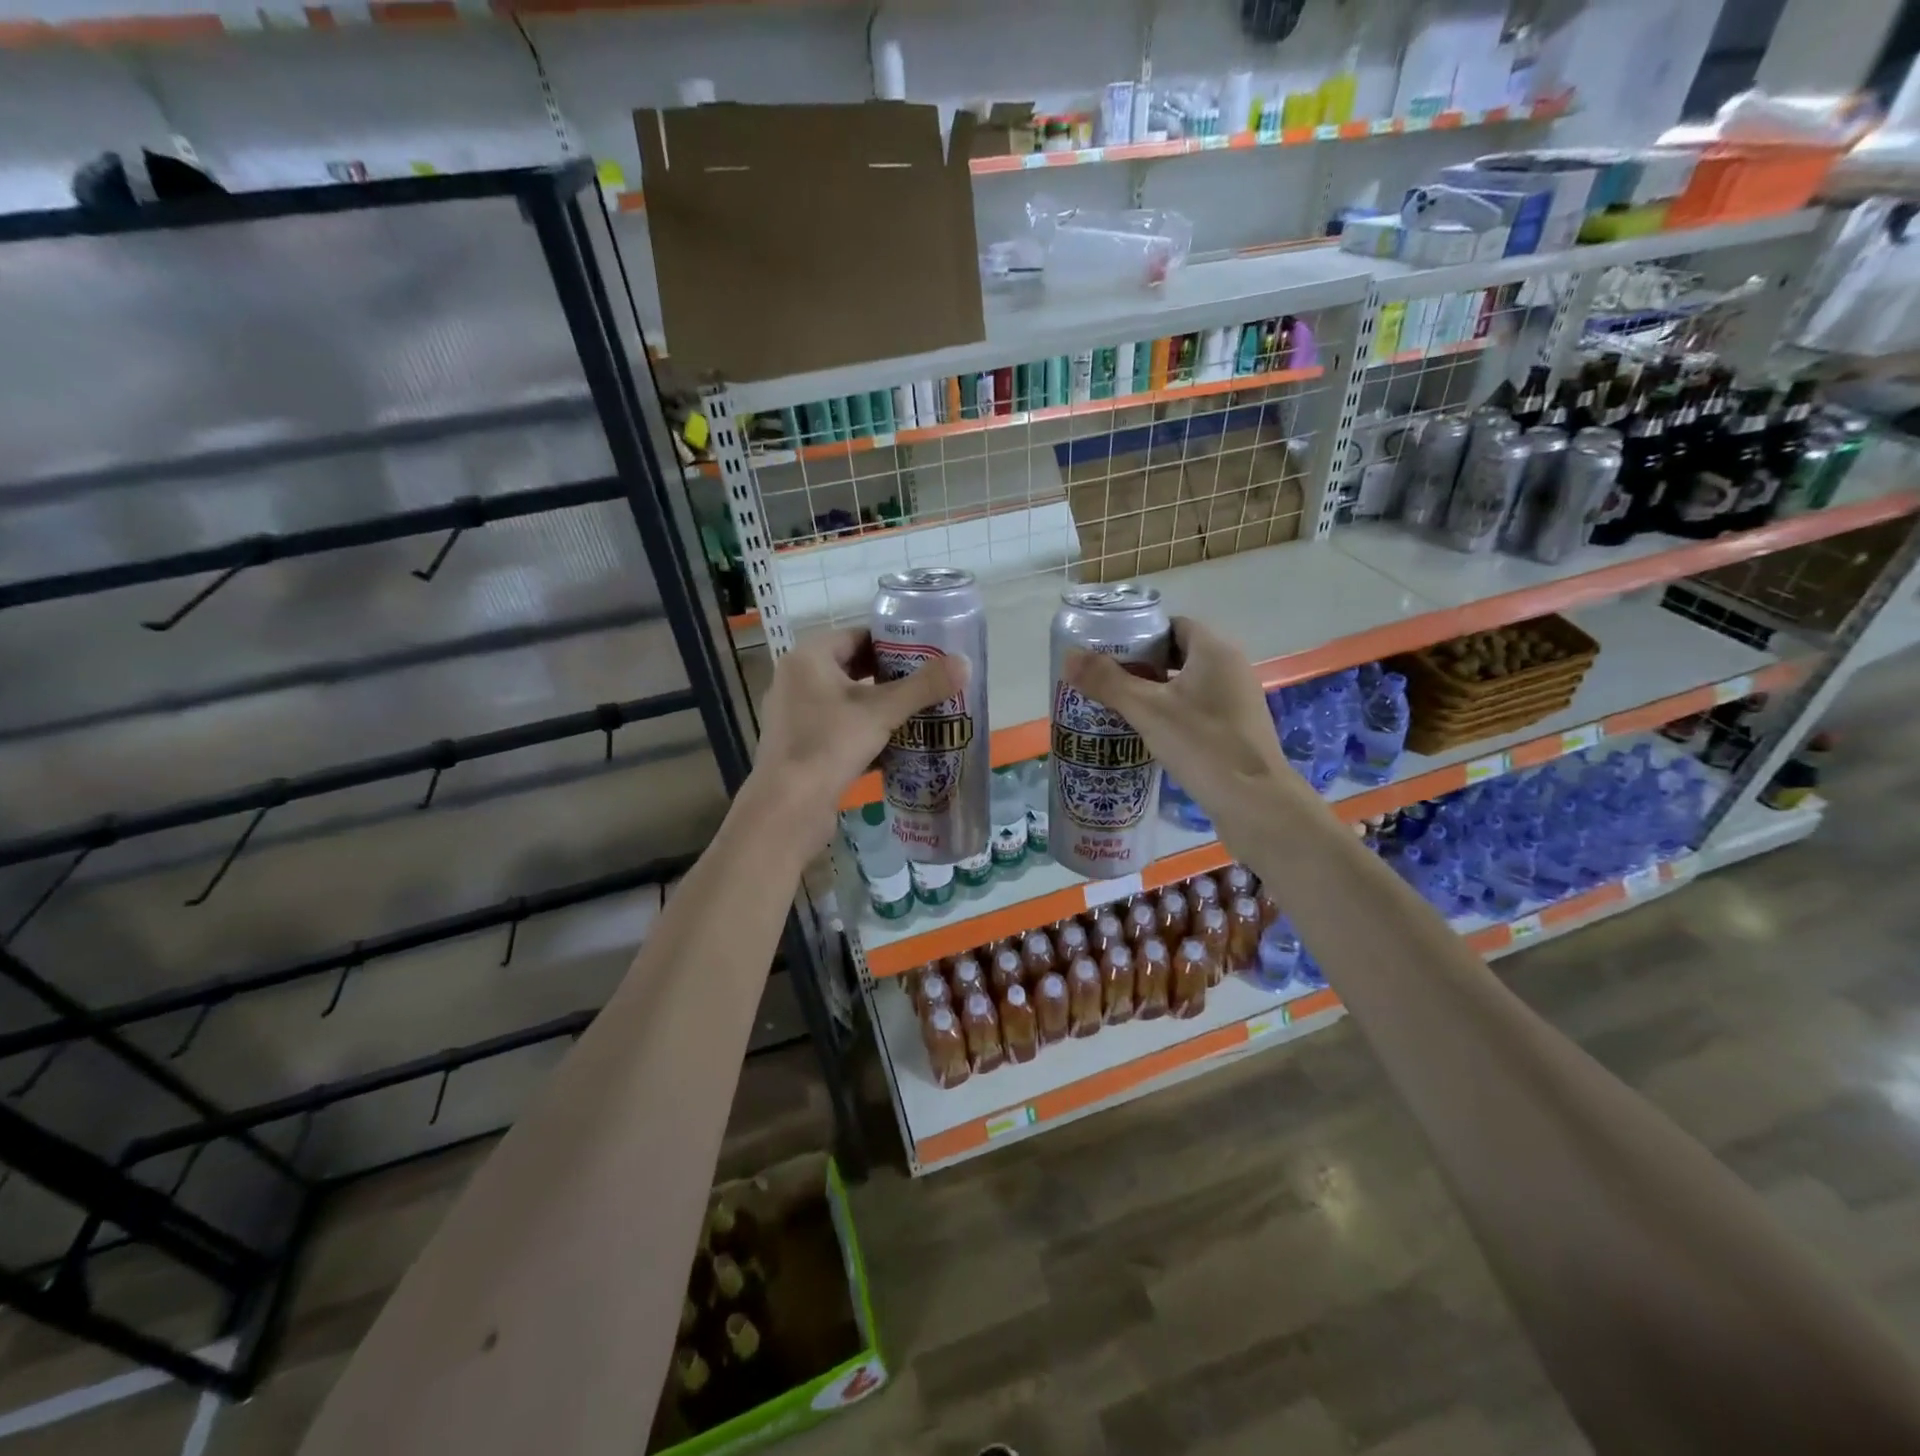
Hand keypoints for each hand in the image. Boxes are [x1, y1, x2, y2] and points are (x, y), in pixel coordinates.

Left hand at [746, 628, 965, 844]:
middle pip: (852, 668)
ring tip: (918, 713)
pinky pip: (838, 728)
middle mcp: (796, 680)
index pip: (857, 636)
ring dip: (879, 707)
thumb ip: (923, 686)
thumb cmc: (831, 745)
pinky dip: (865, 732)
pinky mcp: (800, 746)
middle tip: (928, 684)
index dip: (893, 643)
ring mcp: (795, 715)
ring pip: (846, 701)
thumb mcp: (883, 712)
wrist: (788, 807)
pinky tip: (895, 746)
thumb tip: (965, 663)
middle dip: (890, 678)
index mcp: (808, 659)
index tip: (926, 655)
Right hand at [1063, 616, 1320, 839]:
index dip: (1140, 634)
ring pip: (1188, 684)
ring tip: (1119, 707)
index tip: (1108, 652)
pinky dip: (1172, 713)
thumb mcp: (1148, 710)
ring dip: (1156, 691)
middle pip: (1179, 654)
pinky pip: (1198, 708)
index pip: (1173, 626)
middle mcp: (1231, 668)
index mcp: (1215, 651)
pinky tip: (1149, 734)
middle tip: (1106, 681)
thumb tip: (1069, 656)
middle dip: (1142, 665)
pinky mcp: (1236, 729)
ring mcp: (1237, 701)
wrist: (1255, 803)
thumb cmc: (1202, 745)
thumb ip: (1108, 682)